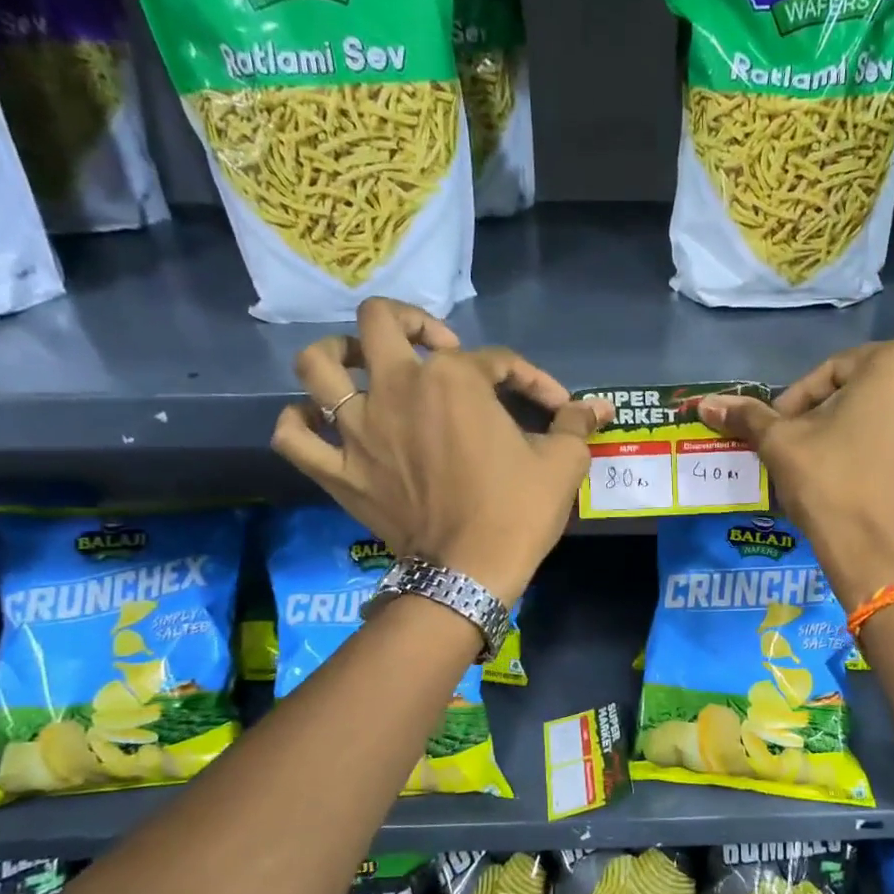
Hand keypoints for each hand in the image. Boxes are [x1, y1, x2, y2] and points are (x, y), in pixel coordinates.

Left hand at [271, 300, 609, 602]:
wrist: (470, 572)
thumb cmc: (517, 510)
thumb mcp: (561, 463)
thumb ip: (576, 424)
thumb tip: (600, 406)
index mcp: (453, 379)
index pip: (495, 360)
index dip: (529, 377)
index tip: (553, 405)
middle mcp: (396, 388)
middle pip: (379, 322)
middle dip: (409, 321)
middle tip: (434, 345)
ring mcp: (357, 429)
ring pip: (316, 367)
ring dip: (334, 356)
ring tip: (358, 366)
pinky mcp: (338, 470)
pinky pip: (292, 437)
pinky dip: (297, 423)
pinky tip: (317, 422)